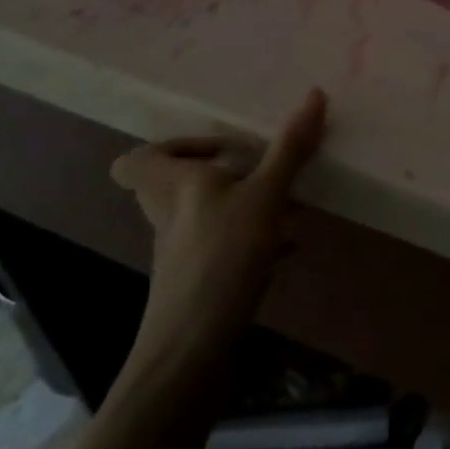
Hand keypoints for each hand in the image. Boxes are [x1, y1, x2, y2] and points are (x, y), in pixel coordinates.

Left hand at [109, 88, 326, 377]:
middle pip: (177, 184)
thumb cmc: (221, 259)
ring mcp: (182, 252)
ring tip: (289, 207)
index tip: (220, 148)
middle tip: (261, 169)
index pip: (135, 160)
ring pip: (206, 214)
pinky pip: (223, 246)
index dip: (170, 147)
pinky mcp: (198, 282)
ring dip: (244, 205)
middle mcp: (170, 216)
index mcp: (173, 187)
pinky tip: (286, 247)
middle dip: (223, 173)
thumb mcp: (264, 197)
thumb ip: (289, 149)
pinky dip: (252, 241)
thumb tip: (315, 94)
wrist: (191, 354)